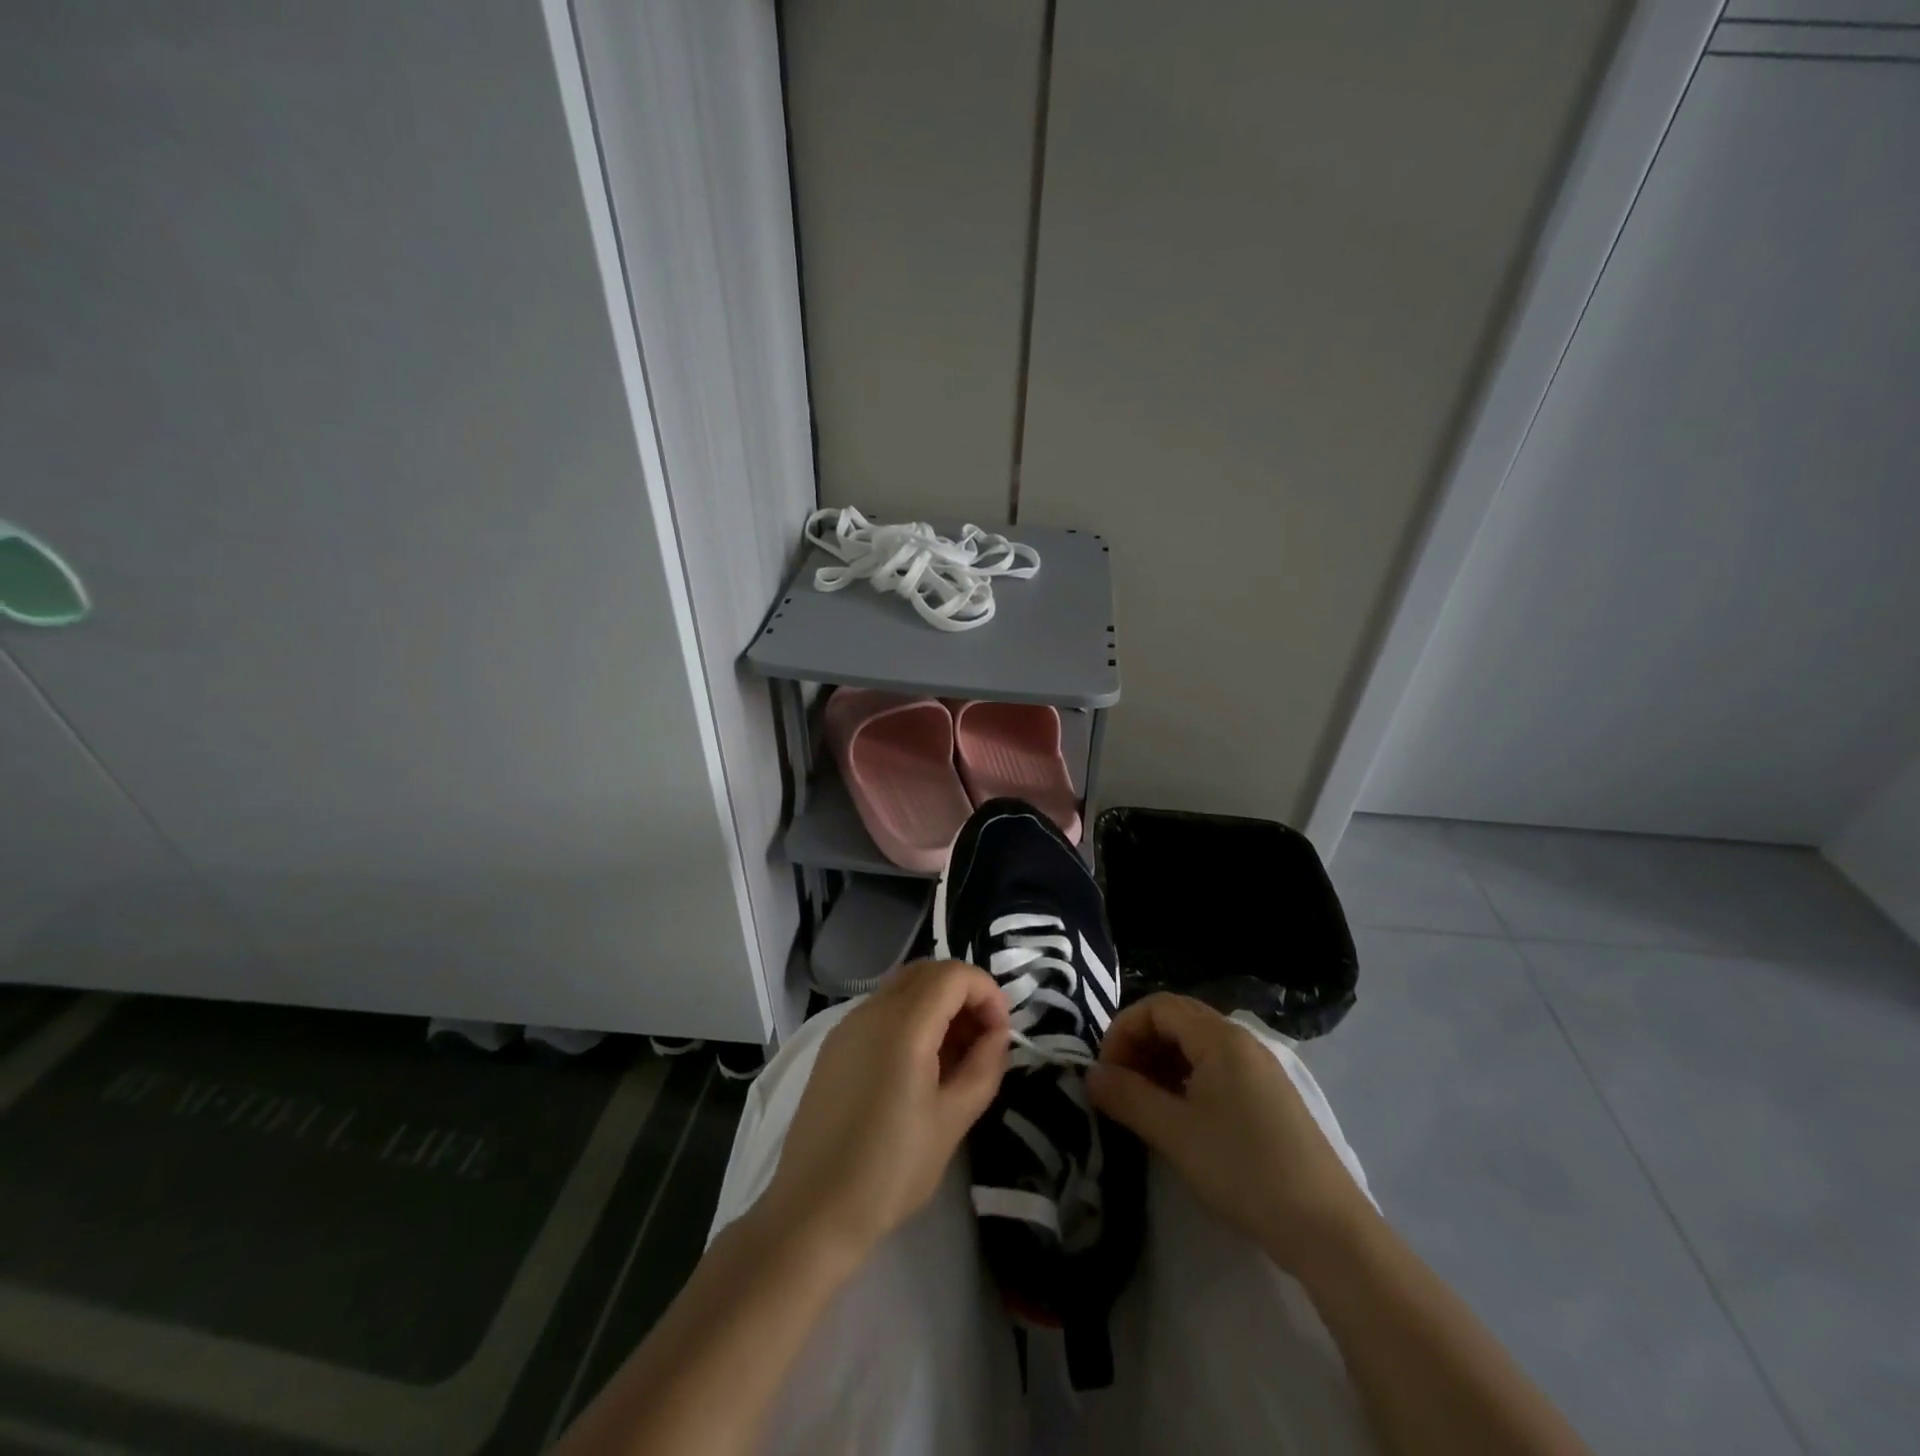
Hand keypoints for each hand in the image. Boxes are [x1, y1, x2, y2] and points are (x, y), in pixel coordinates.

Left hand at [759, 959, 1008, 1272]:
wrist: (812, 1212)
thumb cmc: (890, 1171)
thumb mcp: (951, 1122)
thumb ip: (983, 1068)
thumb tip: (997, 1035)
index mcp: (902, 1024)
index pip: (954, 975)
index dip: (987, 993)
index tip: (1001, 1033)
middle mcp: (871, 1010)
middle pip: (928, 972)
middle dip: (964, 994)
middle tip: (983, 1040)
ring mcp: (847, 1026)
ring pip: (903, 988)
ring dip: (937, 1004)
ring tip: (956, 1056)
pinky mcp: (834, 1046)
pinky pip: (881, 1010)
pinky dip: (910, 1018)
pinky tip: (919, 1065)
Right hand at [1088, 993, 1374, 1273]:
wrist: (1327, 1228)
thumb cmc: (1243, 1168)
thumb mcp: (1175, 1133)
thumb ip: (1128, 1097)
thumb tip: (1090, 1075)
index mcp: (1219, 1037)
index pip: (1157, 1006)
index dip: (1123, 1030)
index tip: (1106, 1071)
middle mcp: (1241, 1041)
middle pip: (1177, 1021)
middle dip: (1140, 1045)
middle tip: (1119, 1086)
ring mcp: (1259, 1069)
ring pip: (1196, 1046)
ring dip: (1161, 1064)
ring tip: (1142, 1104)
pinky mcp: (1268, 1097)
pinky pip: (1216, 1069)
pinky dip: (1186, 1081)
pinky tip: (1178, 1117)